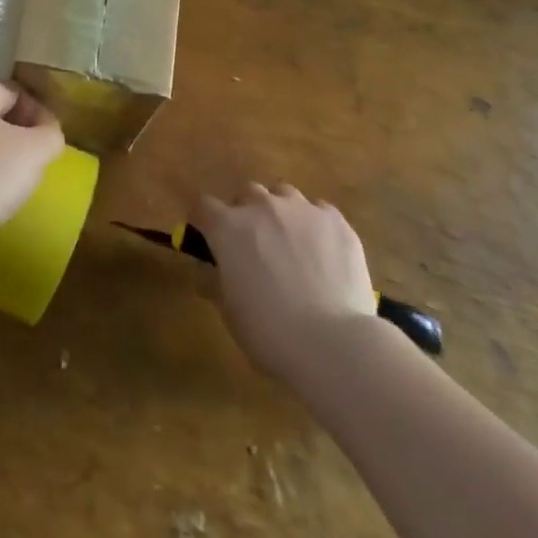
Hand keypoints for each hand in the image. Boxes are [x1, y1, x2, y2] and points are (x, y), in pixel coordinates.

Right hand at [197, 183, 378, 385]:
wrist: (333, 343)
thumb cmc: (270, 333)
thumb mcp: (229, 312)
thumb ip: (214, 280)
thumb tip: (208, 268)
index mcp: (229, 227)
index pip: (203, 205)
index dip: (204, 222)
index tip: (209, 240)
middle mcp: (262, 206)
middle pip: (247, 193)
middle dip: (246, 213)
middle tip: (255, 246)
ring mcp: (301, 208)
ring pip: (283, 194)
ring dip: (281, 213)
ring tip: (292, 244)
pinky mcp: (335, 220)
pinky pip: (319, 211)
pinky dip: (315, 225)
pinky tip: (324, 253)